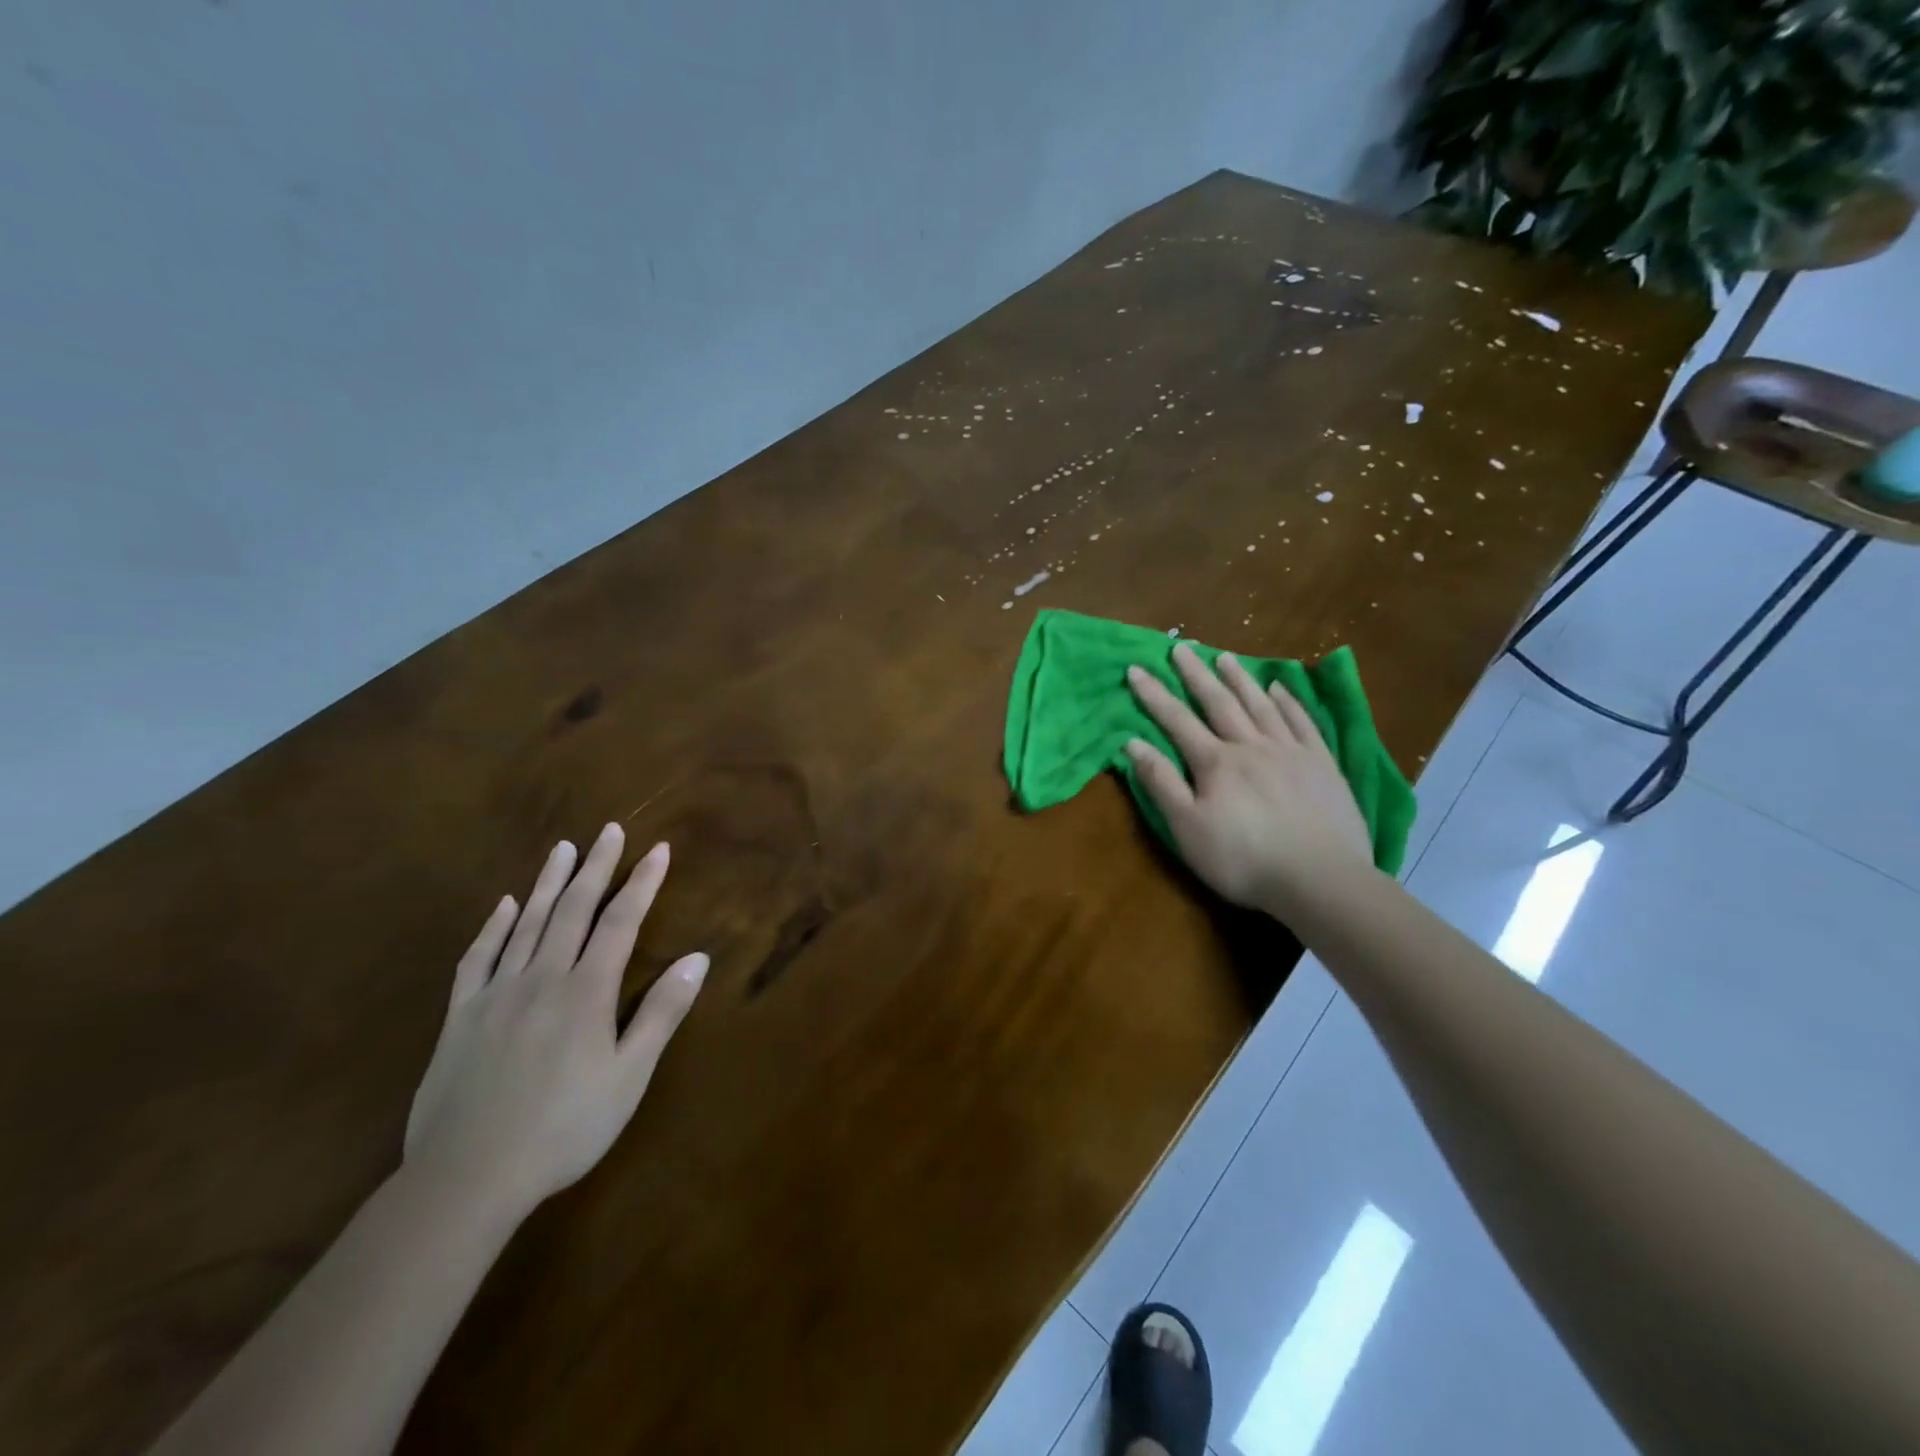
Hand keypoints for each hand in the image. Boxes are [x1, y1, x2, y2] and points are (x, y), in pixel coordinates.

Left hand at [404, 823, 707, 1219]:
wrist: (466, 1179)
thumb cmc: (564, 1129)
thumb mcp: (628, 1077)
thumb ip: (662, 1013)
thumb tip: (698, 958)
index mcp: (586, 992)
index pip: (620, 922)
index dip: (641, 883)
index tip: (658, 849)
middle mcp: (542, 978)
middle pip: (572, 910)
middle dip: (595, 867)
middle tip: (608, 830)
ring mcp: (496, 994)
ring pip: (526, 924)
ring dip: (547, 882)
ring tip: (563, 848)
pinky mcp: (460, 1017)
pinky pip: (477, 958)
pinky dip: (492, 927)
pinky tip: (503, 906)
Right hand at [1126, 644, 1373, 918]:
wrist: (1320, 879)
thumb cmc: (1243, 859)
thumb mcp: (1187, 828)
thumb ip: (1161, 783)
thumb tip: (1133, 743)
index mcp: (1215, 763)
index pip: (1177, 720)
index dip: (1154, 694)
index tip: (1136, 668)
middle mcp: (1251, 746)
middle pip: (1219, 702)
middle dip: (1196, 674)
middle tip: (1181, 647)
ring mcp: (1290, 752)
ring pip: (1260, 705)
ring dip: (1239, 679)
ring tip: (1224, 657)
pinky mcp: (1322, 764)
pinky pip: (1302, 722)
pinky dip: (1288, 702)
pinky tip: (1279, 688)